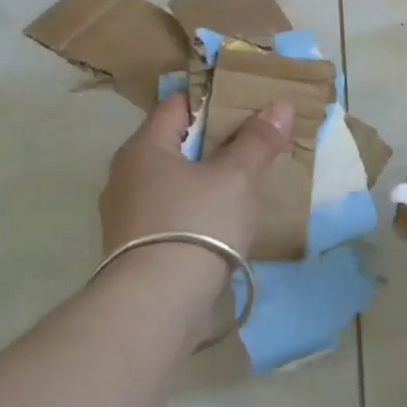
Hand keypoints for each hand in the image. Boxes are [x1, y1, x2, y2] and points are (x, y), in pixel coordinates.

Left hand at [99, 92, 293, 261]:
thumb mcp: (236, 177)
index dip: (213, 98)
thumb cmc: (195, 224)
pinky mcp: (136, 248)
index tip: (248, 101)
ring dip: (207, 176)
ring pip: (175, 179)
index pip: (178, 104)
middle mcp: (126, 176)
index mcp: (143, 148)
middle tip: (256, 139)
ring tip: (247, 179)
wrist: (156, 308)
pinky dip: (197, 206)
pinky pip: (172, 211)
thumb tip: (280, 106)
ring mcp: (126, 215)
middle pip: (176, 142)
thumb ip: (258, 140)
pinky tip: (226, 217)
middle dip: (215, 139)